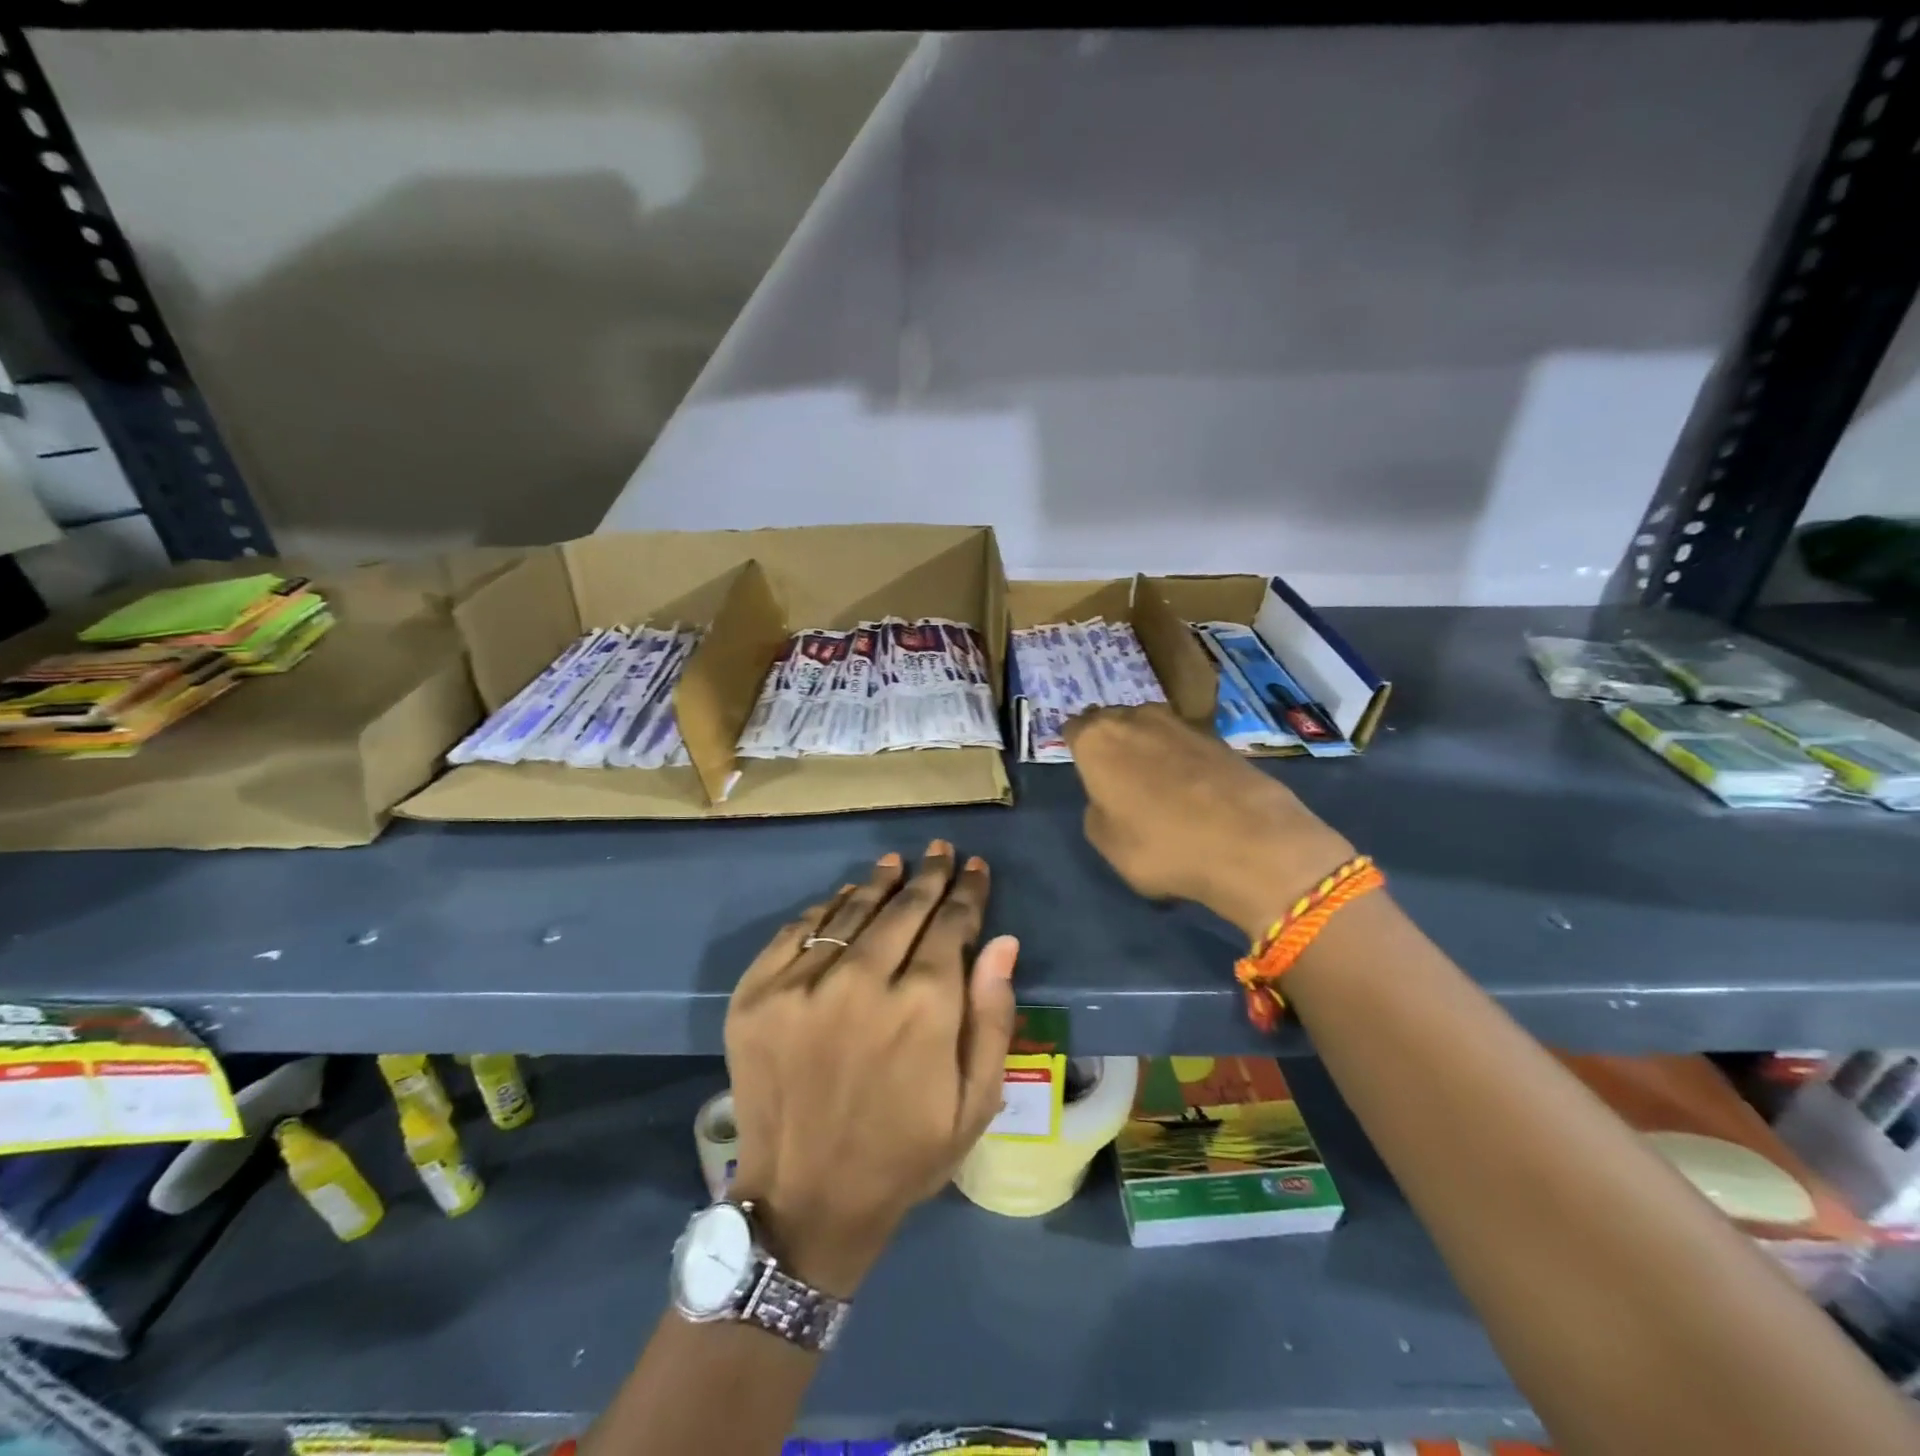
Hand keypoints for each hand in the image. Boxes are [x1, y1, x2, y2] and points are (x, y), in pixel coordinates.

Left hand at [723, 841, 1018, 1298]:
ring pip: (849, 911)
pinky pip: (796, 931)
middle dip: (928, 876)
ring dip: (878, 883)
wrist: (804, 1202)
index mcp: (921, 1011)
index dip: (967, 893)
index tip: (976, 868)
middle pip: (902, 909)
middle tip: (940, 851)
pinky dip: (824, 909)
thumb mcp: (974, 1104)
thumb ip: (991, 1018)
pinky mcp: (755, 996)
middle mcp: (861, 984)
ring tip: (896, 863)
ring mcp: (800, 987)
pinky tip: (843, 898)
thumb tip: (1002, 942)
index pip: (950, 927)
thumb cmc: (904, 1155)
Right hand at [1064, 704, 1354, 937]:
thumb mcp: (1106, 843)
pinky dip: (1182, 759)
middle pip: (1113, 722)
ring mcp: (1181, 723)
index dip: (1078, 750)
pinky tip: (1191, 789)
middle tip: (1118, 777)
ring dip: (1148, 748)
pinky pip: (1185, 743)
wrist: (1250, 842)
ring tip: (1156, 782)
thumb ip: (1098, 810)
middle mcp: (1135, 718)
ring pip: (1150, 729)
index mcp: (1097, 739)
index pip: (1074, 730)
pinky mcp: (1219, 737)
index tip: (1085, 772)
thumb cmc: (1160, 844)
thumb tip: (1110, 798)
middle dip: (1113, 743)